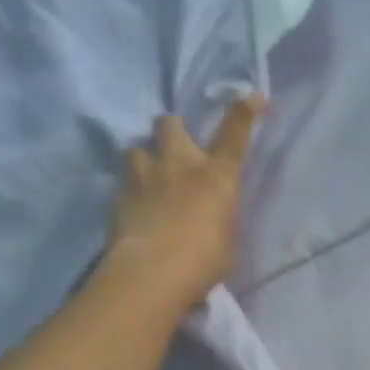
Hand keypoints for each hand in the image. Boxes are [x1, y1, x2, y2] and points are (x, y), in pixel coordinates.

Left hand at [107, 97, 262, 302]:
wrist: (153, 272)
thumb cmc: (203, 261)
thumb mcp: (226, 239)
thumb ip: (218, 218)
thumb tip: (211, 216)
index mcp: (216, 175)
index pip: (235, 134)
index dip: (244, 112)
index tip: (252, 96)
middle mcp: (179, 164)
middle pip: (170, 124)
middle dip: (172, 129)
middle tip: (173, 146)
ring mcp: (144, 175)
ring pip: (137, 147)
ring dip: (143, 157)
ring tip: (145, 176)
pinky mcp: (118, 194)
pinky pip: (122, 180)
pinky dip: (128, 189)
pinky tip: (131, 208)